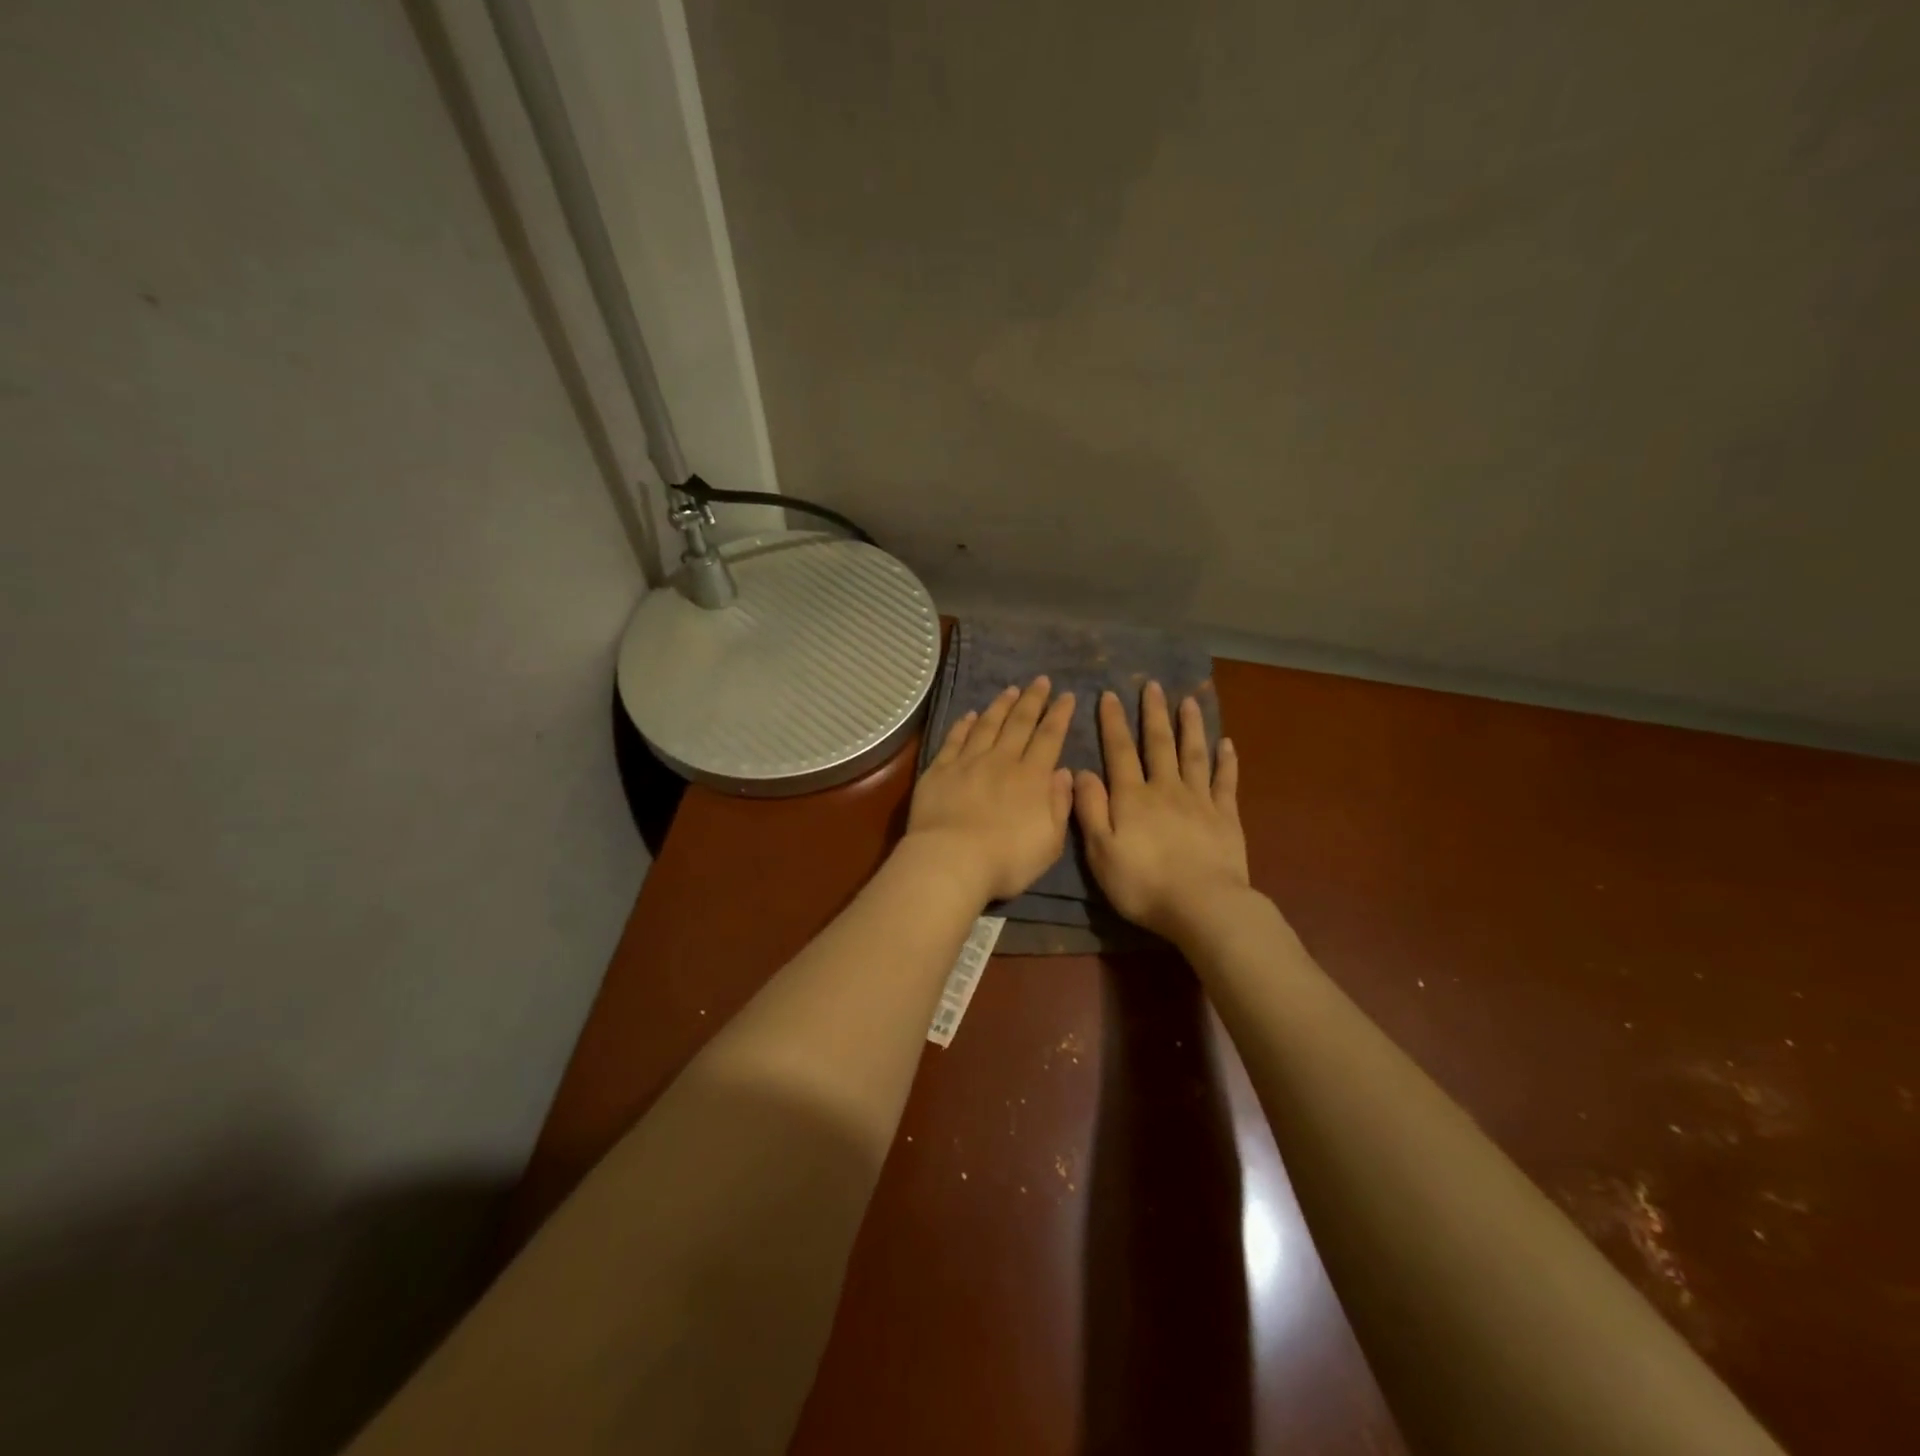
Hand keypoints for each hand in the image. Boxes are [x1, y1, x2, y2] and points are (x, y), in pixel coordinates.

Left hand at [905, 677, 1076, 903]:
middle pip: (1019, 723)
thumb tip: (1064, 772)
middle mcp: (1002, 761)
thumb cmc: (1007, 860)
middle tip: (1040, 680)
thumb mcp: (1050, 841)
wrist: (952, 861)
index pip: (1050, 738)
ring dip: (1001, 705)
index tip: (1066, 696)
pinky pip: (954, 739)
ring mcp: (968, 762)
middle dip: (1033, 700)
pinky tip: (970, 714)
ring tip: (1010, 689)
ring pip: (988, 725)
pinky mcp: (939, 770)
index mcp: (1032, 778)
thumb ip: (1059, 804)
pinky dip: (964, 724)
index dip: (1059, 715)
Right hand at [1074, 681, 1249, 939]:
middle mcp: (1165, 789)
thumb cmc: (1143, 884)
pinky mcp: (1226, 817)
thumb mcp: (1101, 851)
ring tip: (1189, 701)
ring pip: (1194, 754)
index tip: (1111, 695)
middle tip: (1153, 685)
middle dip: (1154, 713)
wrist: (1203, 906)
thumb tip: (1081, 771)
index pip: (1120, 751)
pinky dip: (1226, 761)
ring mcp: (1199, 800)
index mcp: (1132, 797)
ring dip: (1190, 726)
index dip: (1114, 722)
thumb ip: (1090, 809)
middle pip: (1159, 744)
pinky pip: (1226, 781)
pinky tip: (1227, 744)